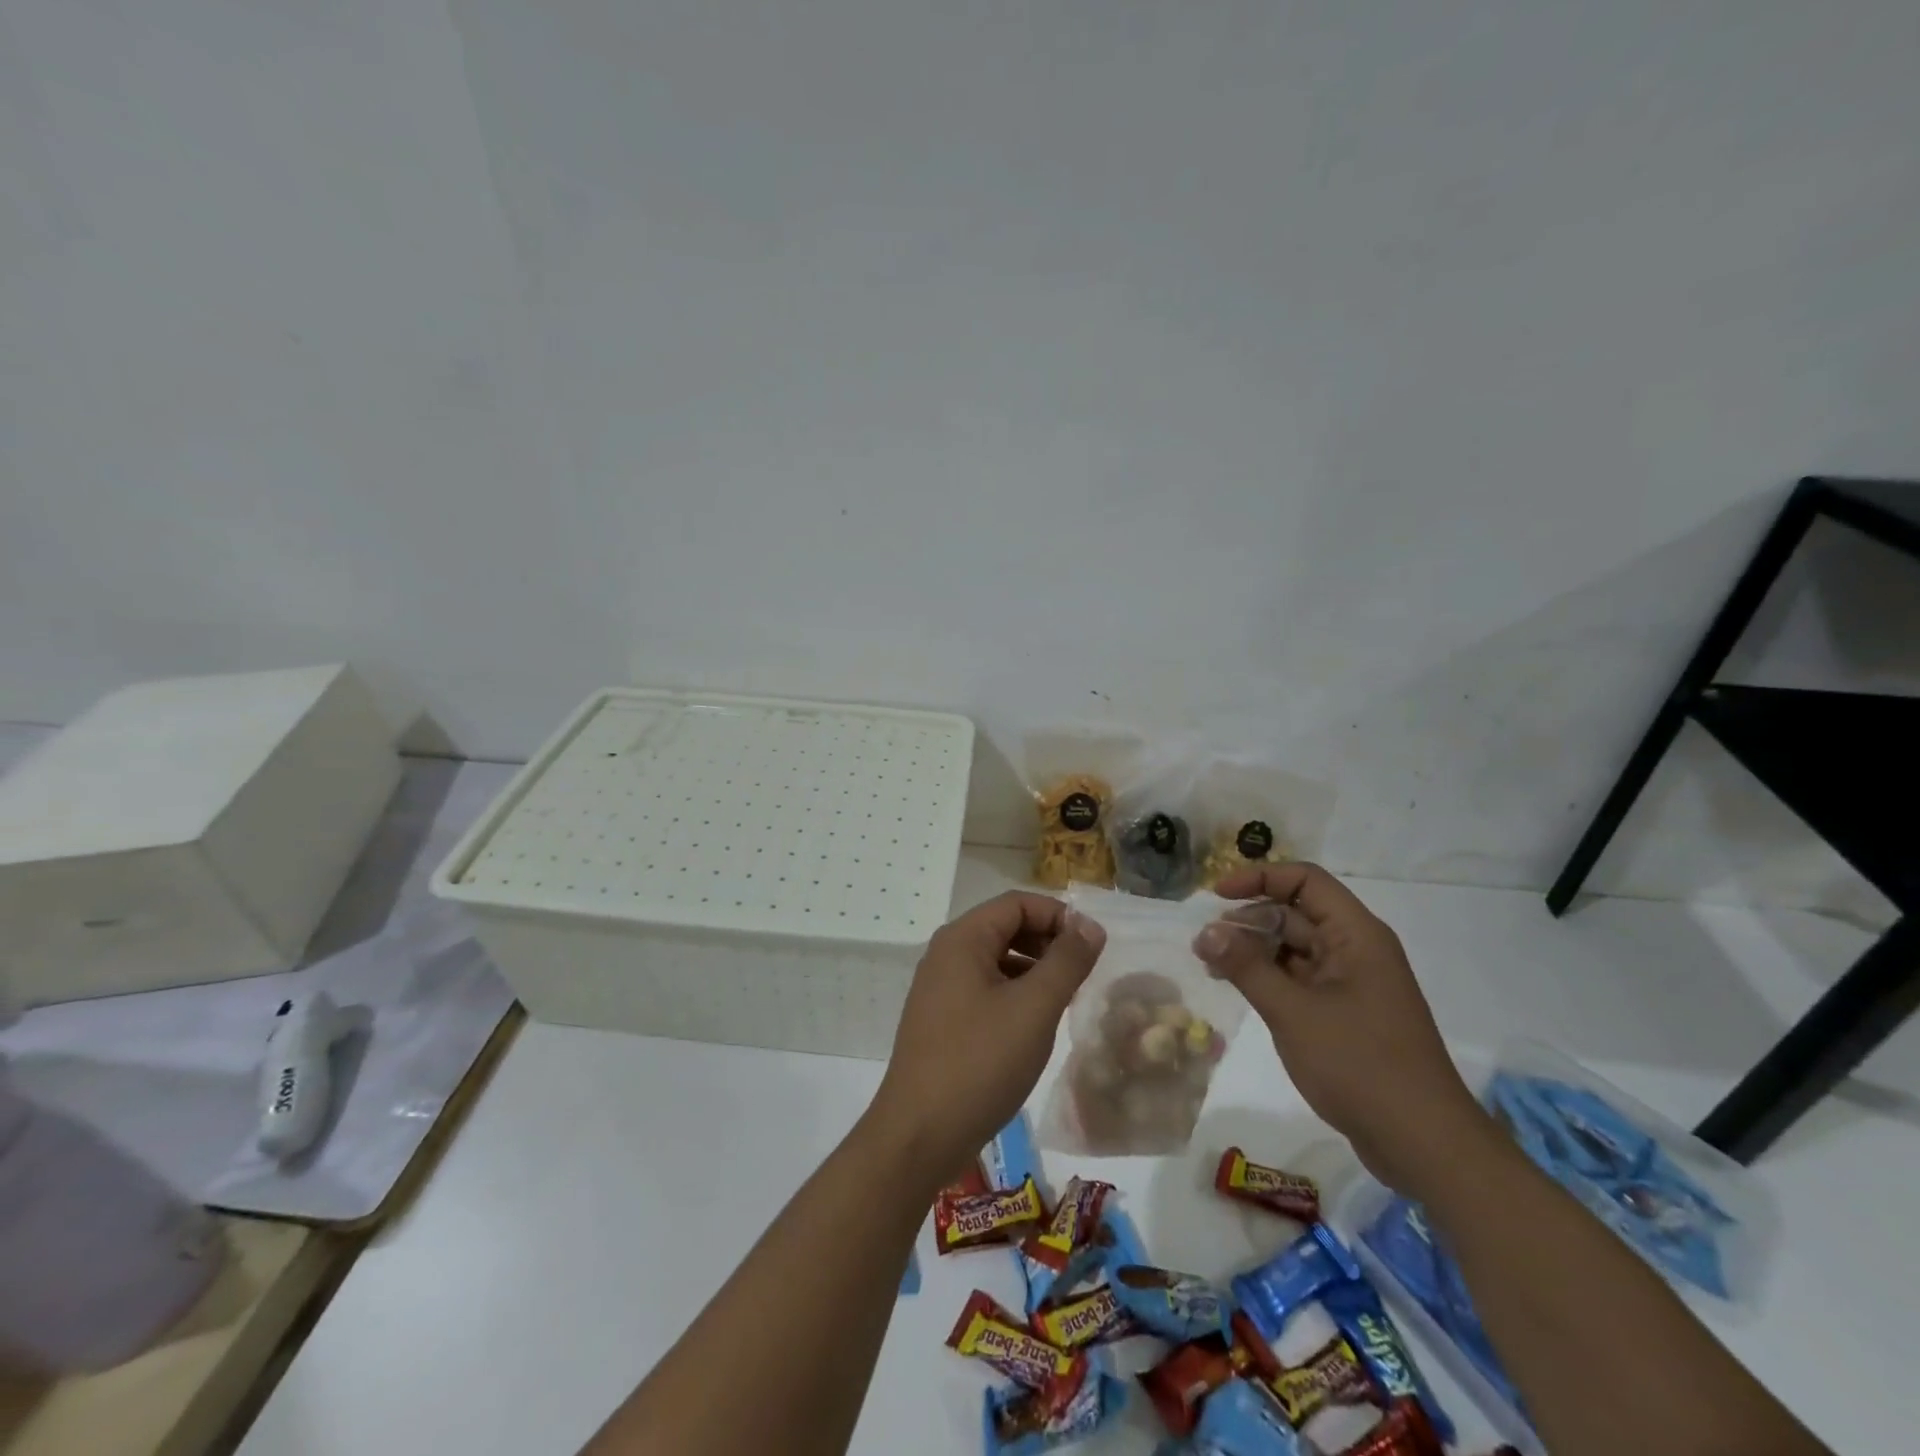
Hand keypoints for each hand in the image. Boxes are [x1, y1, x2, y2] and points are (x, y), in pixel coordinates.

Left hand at [869, 892, 1104, 1189]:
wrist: (919, 1135)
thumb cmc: (980, 1063)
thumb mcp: (1034, 1008)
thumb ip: (1066, 962)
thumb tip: (1090, 926)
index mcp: (963, 939)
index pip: (1017, 903)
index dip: (1058, 915)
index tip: (1093, 945)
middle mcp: (946, 954)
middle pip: (1005, 927)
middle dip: (1047, 941)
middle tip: (1083, 972)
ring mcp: (939, 988)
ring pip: (996, 959)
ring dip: (1034, 968)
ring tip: (1066, 997)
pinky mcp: (941, 1019)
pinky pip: (985, 988)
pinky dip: (1015, 993)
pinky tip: (1035, 1024)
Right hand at [1193, 862, 1488, 1192]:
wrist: (1423, 1144)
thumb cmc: (1360, 1065)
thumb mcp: (1292, 1012)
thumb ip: (1246, 966)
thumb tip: (1205, 931)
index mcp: (1356, 935)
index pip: (1305, 880)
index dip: (1259, 878)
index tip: (1216, 896)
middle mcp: (1357, 950)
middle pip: (1297, 913)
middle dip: (1249, 921)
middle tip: (1206, 943)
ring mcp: (1353, 984)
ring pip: (1295, 948)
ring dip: (1254, 951)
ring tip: (1212, 966)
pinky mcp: (1347, 1014)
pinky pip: (1301, 979)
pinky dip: (1269, 978)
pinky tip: (1240, 989)